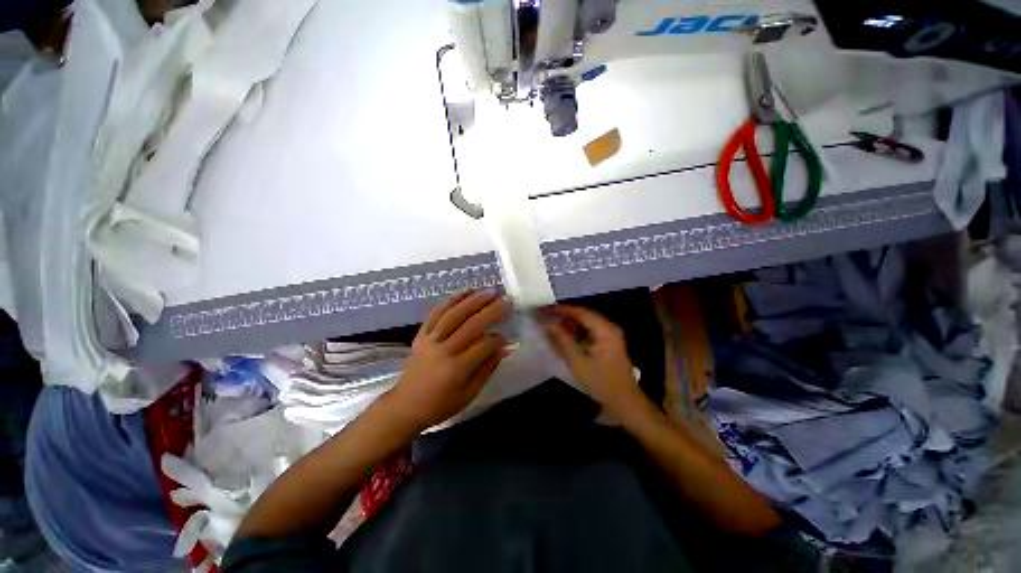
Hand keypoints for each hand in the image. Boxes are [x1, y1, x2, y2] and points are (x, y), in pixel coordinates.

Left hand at [385, 290, 510, 431]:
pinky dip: (450, 300)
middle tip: (505, 299)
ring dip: (473, 300)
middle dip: (491, 310)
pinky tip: (464, 292)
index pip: (484, 346)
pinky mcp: (421, 334)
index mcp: (457, 368)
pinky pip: (436, 313)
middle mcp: (444, 349)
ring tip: (489, 290)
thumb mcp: (469, 394)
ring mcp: (430, 339)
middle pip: (471, 324)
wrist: (405, 406)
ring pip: (454, 314)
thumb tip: (504, 348)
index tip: (507, 337)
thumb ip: (487, 369)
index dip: (498, 339)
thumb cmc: (440, 404)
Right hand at [542, 305, 641, 413]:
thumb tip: (547, 323)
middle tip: (546, 317)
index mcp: (605, 329)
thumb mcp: (578, 361)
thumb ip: (562, 340)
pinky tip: (565, 338)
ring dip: (570, 324)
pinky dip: (576, 332)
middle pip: (584, 315)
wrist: (624, 402)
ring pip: (586, 323)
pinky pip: (589, 331)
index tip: (545, 309)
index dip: (562, 309)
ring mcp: (610, 335)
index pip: (581, 312)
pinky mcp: (608, 343)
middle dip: (564, 316)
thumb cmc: (601, 382)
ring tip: (553, 327)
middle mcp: (609, 328)